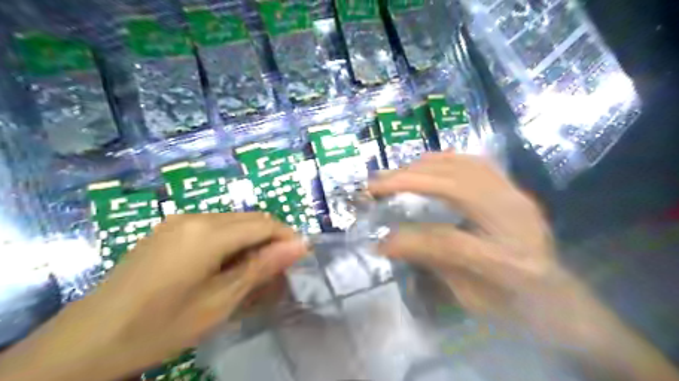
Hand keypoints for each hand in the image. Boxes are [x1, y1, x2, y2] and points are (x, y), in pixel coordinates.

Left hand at [1, 213, 305, 379]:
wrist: (85, 341)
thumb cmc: (159, 327)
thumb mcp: (219, 302)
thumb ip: (262, 267)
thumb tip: (300, 245)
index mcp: (208, 233)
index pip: (264, 223)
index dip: (287, 238)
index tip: (299, 259)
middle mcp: (195, 216)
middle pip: (249, 218)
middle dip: (271, 239)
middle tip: (278, 270)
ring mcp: (178, 220)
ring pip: (233, 221)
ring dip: (251, 241)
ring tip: (253, 272)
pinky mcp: (168, 228)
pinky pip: (213, 226)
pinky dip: (230, 241)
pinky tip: (224, 266)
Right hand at [369, 153, 565, 340]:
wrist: (559, 296)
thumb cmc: (515, 304)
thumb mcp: (471, 297)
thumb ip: (432, 264)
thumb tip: (386, 242)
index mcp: (508, 261)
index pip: (447, 241)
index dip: (408, 239)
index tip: (378, 239)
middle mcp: (516, 220)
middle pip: (455, 186)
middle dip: (408, 181)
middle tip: (375, 185)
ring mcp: (518, 198)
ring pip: (464, 166)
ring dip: (423, 166)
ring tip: (394, 174)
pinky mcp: (514, 189)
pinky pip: (477, 162)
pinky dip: (445, 159)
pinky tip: (425, 164)